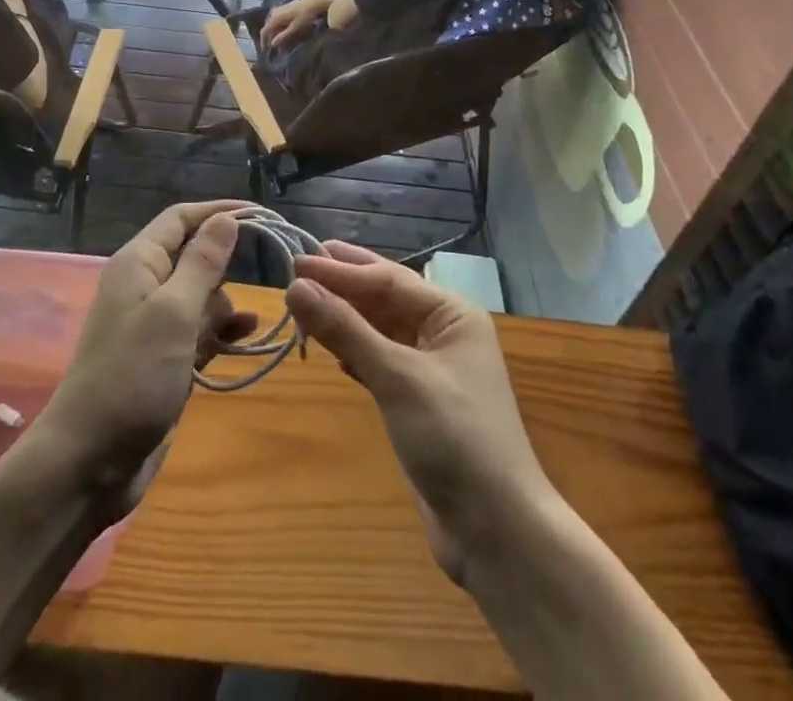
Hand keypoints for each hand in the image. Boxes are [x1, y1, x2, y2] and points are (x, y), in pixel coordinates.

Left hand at [35, 201, 257, 513]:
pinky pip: (201, 331)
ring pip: (202, 296)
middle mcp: (145, 286)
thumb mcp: (174, 312)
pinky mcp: (165, 359)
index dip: (218, 211)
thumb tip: (226, 218)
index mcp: (139, 263)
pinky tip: (249, 335)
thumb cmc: (132, 376)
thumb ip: (202, 263)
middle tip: (268, 270)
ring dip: (226, 304)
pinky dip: (223, 331)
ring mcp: (155, 325)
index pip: (181, 218)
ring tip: (250, 322)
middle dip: (226, 263)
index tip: (262, 215)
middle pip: (194, 255)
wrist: (90, 463)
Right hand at [261, 0, 334, 51]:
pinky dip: (279, 27)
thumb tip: (272, 44)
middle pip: (268, 28)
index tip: (266, 51)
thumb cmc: (305, 16)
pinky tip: (284, 31)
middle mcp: (274, 12)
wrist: (314, 1)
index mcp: (274, 17)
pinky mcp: (284, 8)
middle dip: (269, 38)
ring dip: (274, 33)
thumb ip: (283, 36)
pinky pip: (277, 20)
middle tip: (273, 48)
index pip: (264, 32)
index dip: (264, 42)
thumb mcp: (295, 28)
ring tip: (279, 41)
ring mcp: (279, 9)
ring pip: (272, 24)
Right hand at [285, 243, 547, 584]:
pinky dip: (355, 352)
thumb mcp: (397, 377)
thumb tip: (295, 286)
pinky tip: (332, 351)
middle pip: (386, 299)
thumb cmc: (454, 437)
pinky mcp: (420, 403)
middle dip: (344, 285)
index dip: (340, 270)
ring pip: (381, 330)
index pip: (388, 279)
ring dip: (346, 318)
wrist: (498, 532)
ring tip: (306, 302)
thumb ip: (346, 329)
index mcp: (452, 315)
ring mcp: (434, 370)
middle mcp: (445, 333)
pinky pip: (381, 361)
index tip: (296, 261)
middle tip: (299, 266)